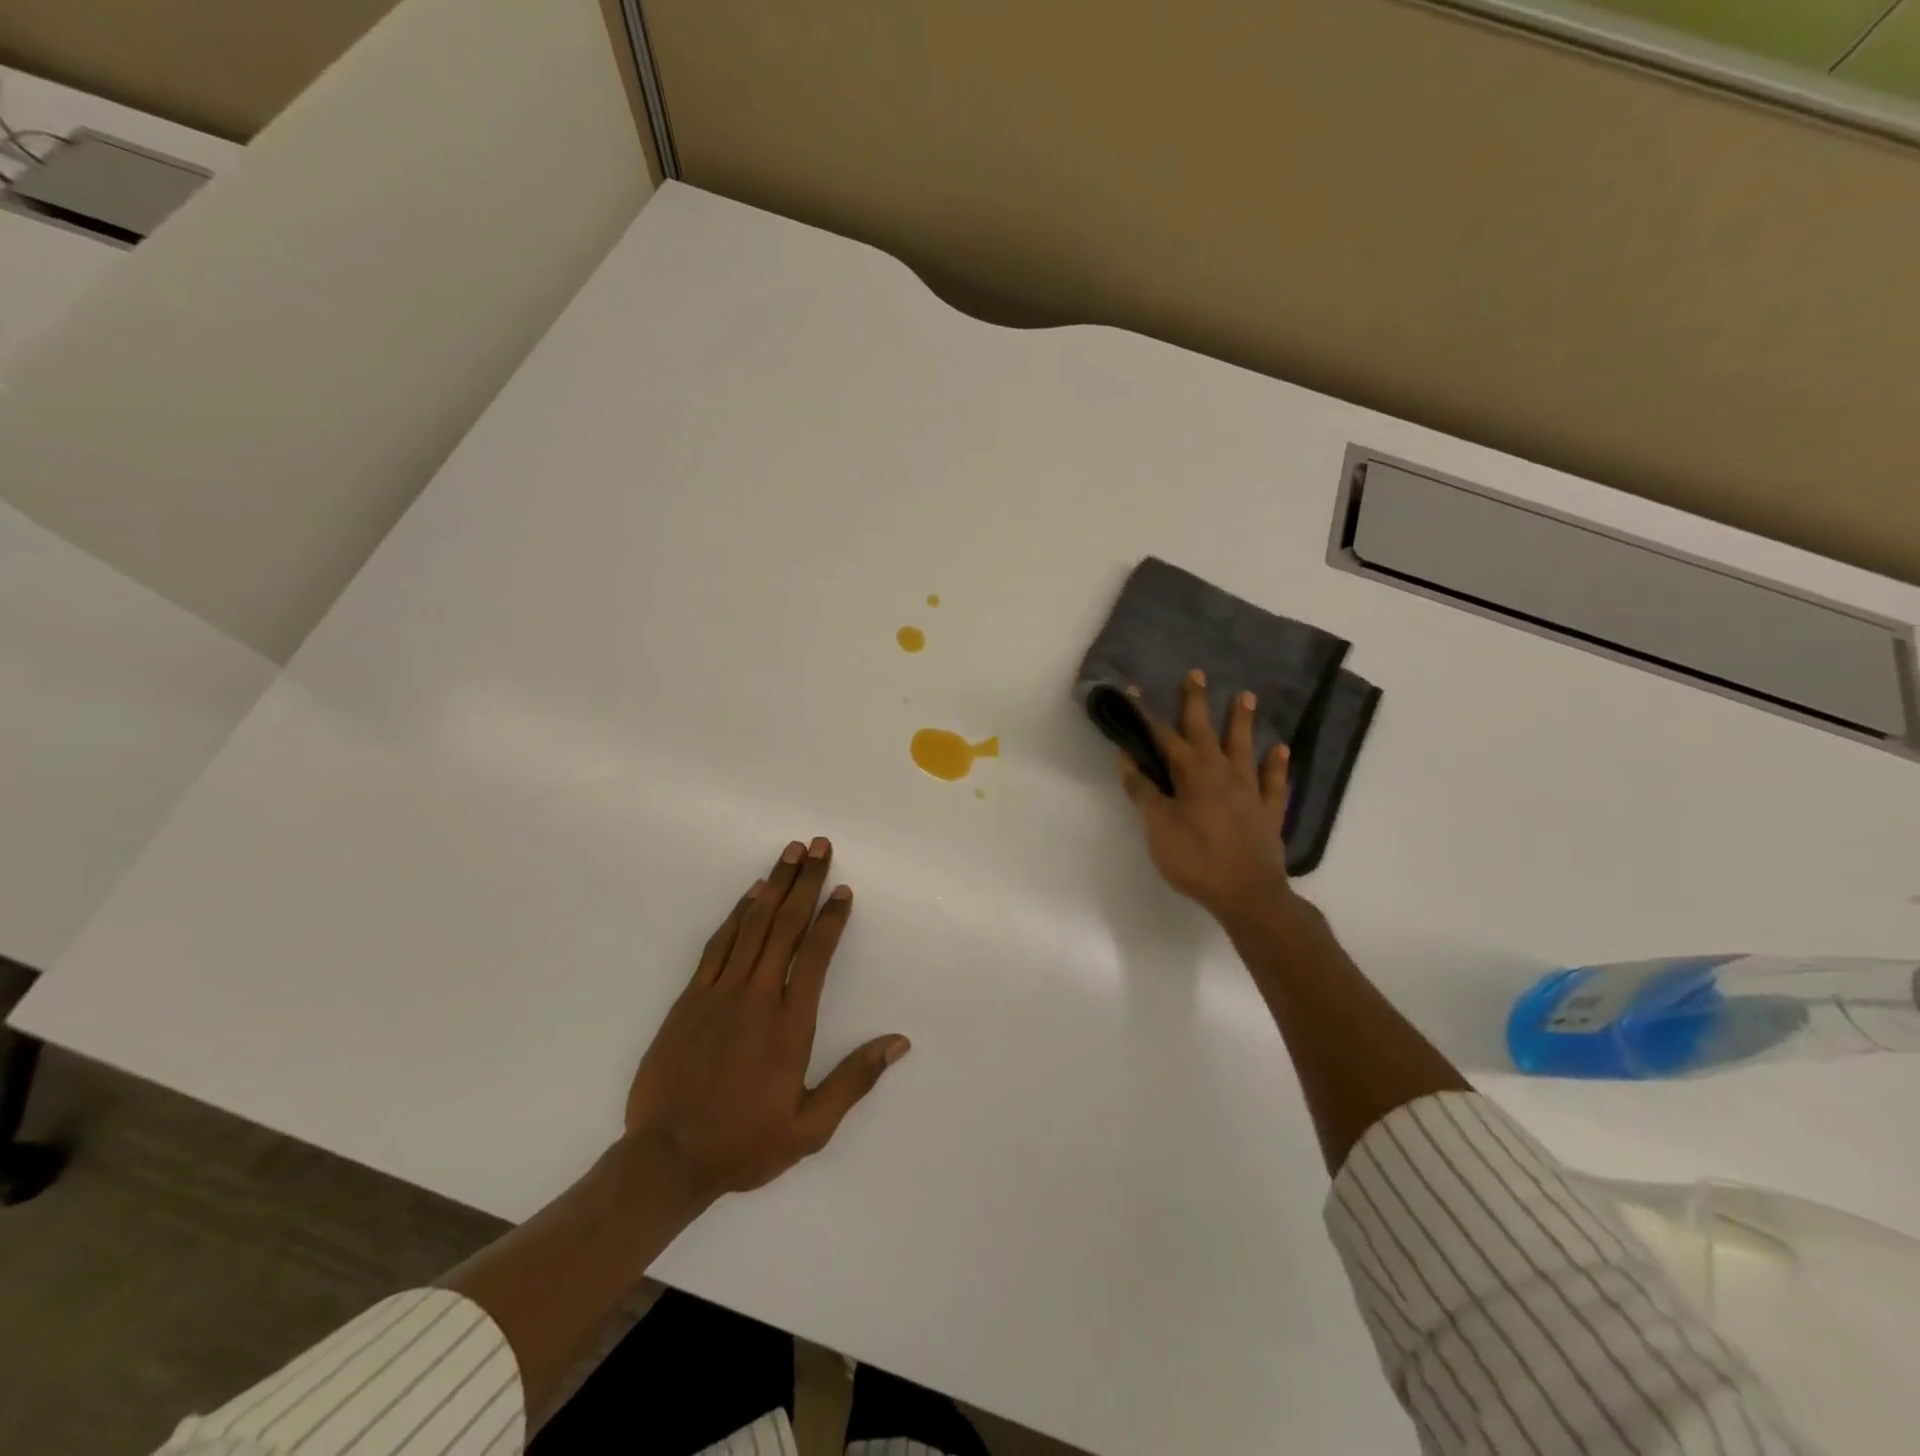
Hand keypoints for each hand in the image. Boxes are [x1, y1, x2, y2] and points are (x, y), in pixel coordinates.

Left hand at [623, 837, 909, 1204]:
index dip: (832, 918)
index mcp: (790, 1024)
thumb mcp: (810, 1128)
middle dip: (805, 881)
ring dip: (774, 885)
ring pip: (753, 926)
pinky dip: (736, 915)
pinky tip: (750, 894)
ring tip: (790, 852)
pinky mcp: (690, 999)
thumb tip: (899, 1042)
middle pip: (786, 926)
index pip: (816, 955)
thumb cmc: (744, 1144)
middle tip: (818, 845)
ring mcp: (720, 994)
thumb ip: (855, 1080)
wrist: (667, 1159)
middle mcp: (758, 997)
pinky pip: (718, 945)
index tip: (843, 889)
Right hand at [1117, 669, 1295, 921]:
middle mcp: (1222, 773)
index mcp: (1191, 775)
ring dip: (1242, 722)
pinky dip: (1277, 765)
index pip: (1163, 737)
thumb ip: (1144, 791)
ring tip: (1247, 696)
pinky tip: (1280, 750)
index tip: (1133, 691)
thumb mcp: (1157, 826)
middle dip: (1197, 702)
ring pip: (1245, 747)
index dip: (1146, 716)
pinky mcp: (1268, 812)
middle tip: (1197, 674)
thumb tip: (1127, 758)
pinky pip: (1275, 782)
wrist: (1247, 894)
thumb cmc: (1195, 859)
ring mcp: (1250, 790)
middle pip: (1206, 731)